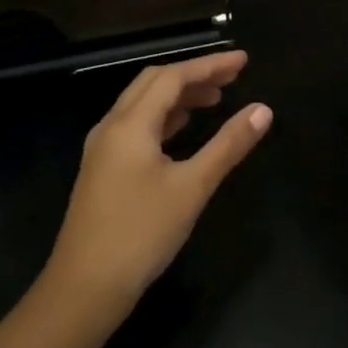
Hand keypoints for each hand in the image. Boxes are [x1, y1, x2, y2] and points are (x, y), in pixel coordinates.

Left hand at [45, 50, 271, 311]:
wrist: (85, 287)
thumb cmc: (141, 234)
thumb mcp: (191, 188)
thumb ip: (227, 146)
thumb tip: (262, 110)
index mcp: (130, 123)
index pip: (173, 77)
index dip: (210, 64)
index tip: (243, 61)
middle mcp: (111, 126)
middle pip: (153, 82)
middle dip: (193, 75)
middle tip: (232, 78)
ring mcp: (103, 147)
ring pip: (142, 104)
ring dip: (178, 96)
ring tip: (215, 99)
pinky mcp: (103, 168)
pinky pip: (136, 126)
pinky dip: (163, 118)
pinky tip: (182, 129)